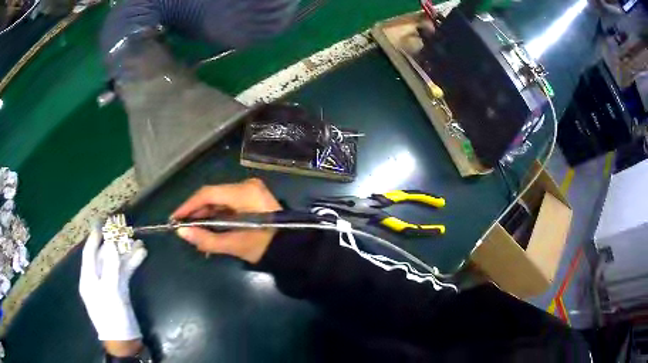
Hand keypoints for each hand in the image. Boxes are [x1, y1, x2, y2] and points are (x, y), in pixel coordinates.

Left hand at [79, 221, 147, 354]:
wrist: (124, 341)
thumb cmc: (112, 317)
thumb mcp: (109, 292)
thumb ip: (111, 267)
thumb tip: (113, 243)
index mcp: (89, 278)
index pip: (89, 253)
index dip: (95, 237)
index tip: (101, 222)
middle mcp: (97, 278)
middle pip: (104, 256)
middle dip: (114, 243)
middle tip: (124, 228)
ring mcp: (109, 284)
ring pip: (116, 263)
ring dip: (126, 252)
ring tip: (138, 241)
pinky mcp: (120, 290)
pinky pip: (125, 272)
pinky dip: (132, 263)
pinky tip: (141, 254)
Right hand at [172, 178, 281, 263]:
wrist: (293, 248)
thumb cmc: (265, 247)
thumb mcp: (235, 245)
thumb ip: (206, 239)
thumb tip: (181, 232)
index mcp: (243, 193)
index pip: (208, 194)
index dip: (188, 206)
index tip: (174, 218)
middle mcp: (246, 186)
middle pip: (213, 196)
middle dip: (197, 213)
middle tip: (183, 228)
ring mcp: (251, 191)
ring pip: (219, 201)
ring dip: (206, 216)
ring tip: (195, 232)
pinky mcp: (252, 198)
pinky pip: (228, 204)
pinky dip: (218, 216)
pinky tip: (209, 229)